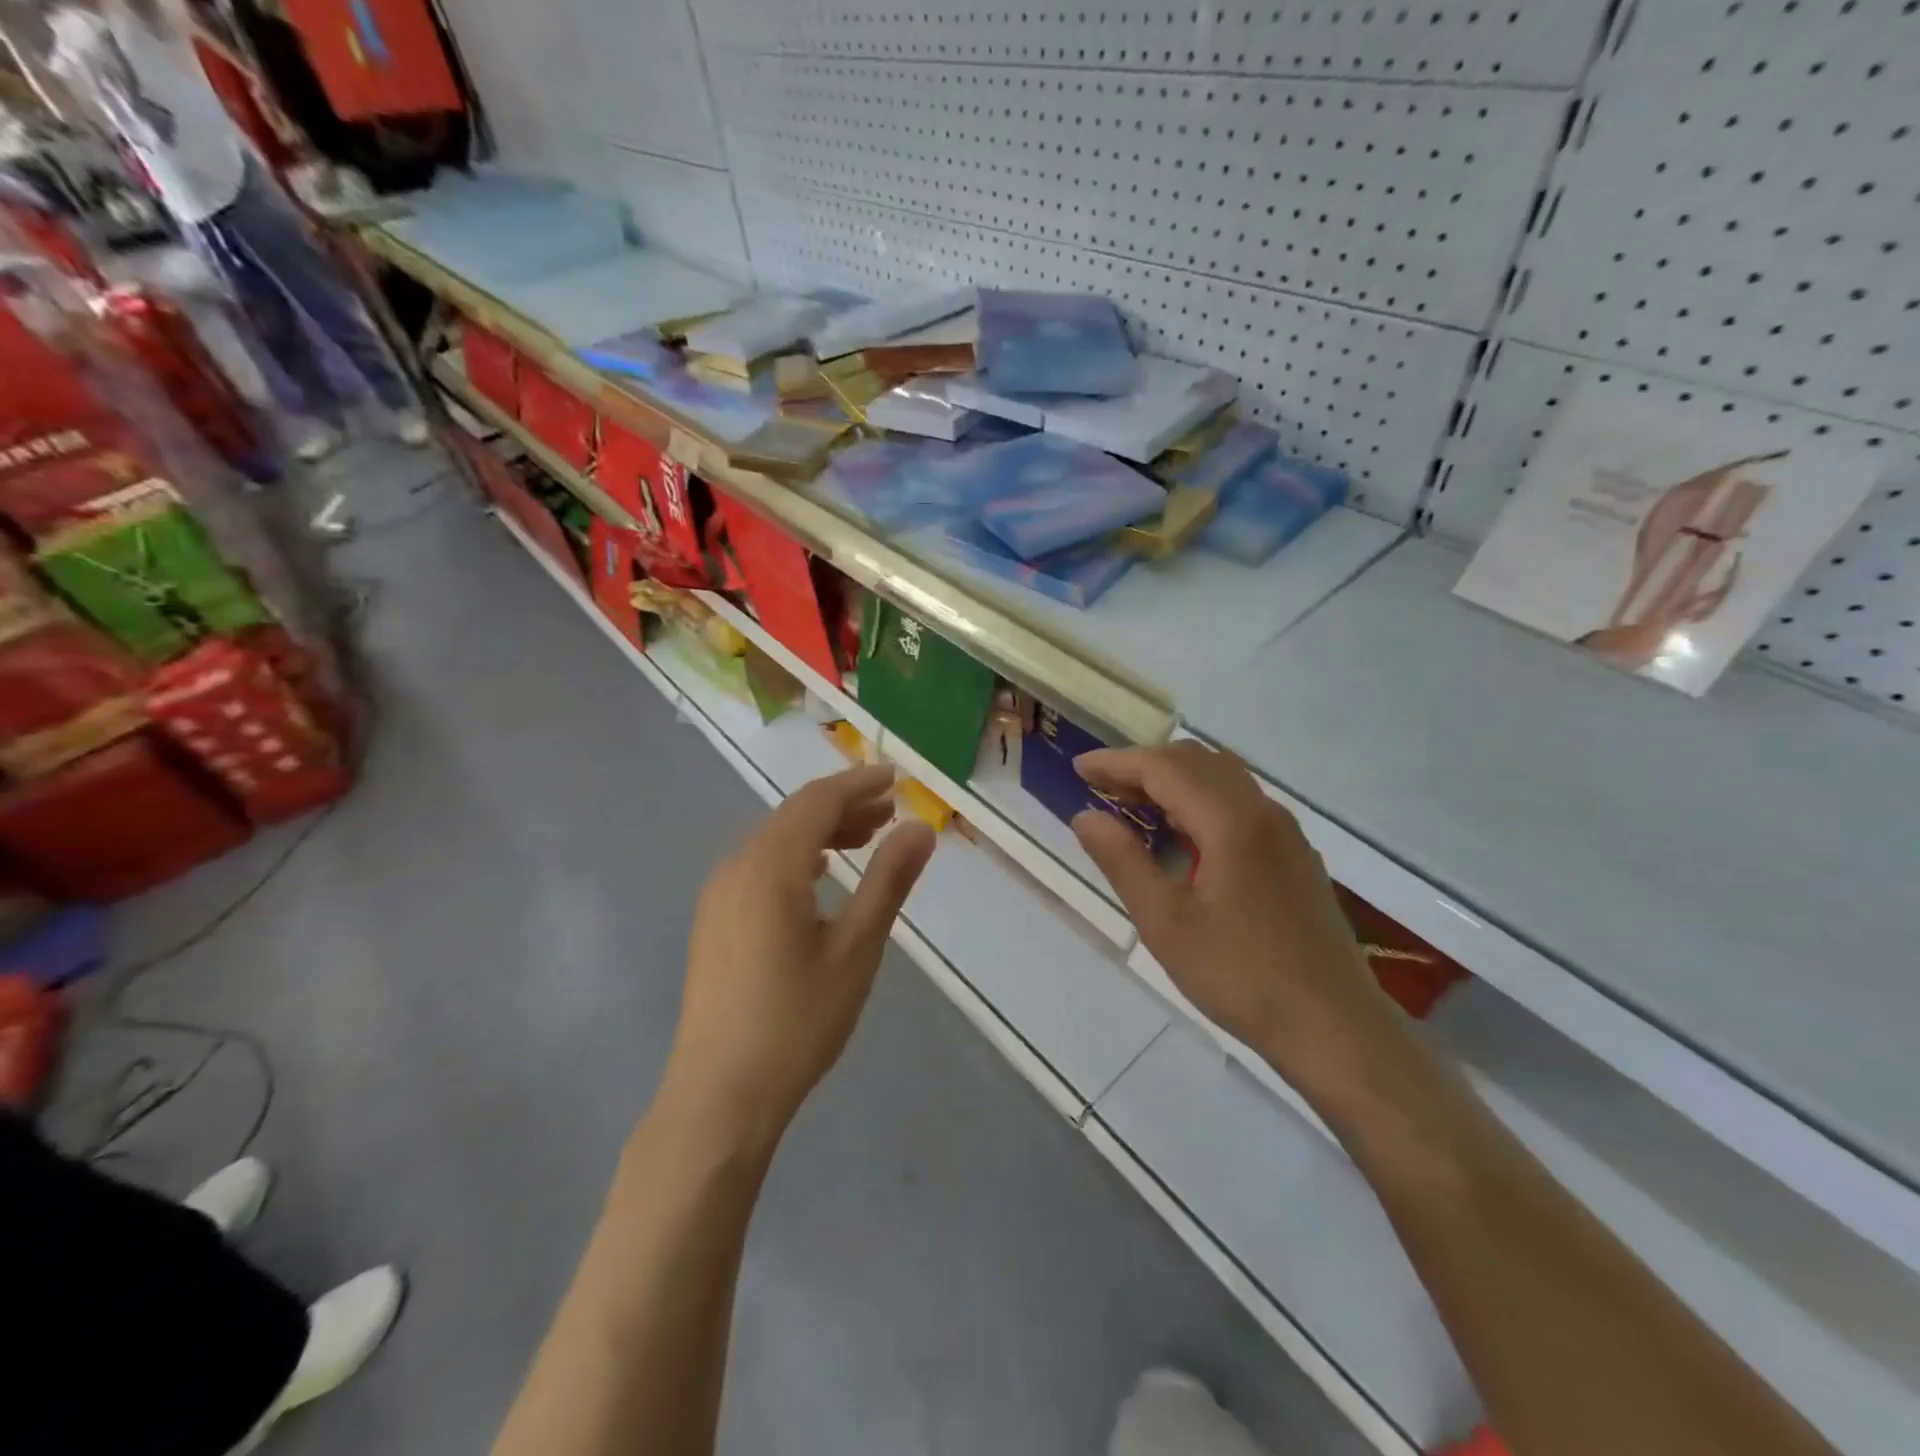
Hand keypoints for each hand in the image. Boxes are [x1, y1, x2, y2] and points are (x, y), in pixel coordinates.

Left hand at [664, 766, 935, 1153]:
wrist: (719, 1096)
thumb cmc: (797, 1021)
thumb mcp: (856, 949)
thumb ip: (888, 881)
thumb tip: (921, 829)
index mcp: (770, 867)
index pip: (818, 801)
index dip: (859, 783)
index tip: (897, 779)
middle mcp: (736, 867)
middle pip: (794, 815)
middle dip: (844, 806)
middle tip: (892, 813)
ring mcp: (719, 895)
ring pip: (776, 841)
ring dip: (822, 832)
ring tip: (867, 840)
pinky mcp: (715, 921)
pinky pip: (760, 866)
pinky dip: (798, 857)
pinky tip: (823, 877)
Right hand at [1071, 742, 1403, 1096]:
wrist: (1335, 1028)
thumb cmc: (1242, 977)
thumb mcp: (1167, 925)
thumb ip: (1123, 862)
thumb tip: (1085, 816)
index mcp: (1231, 822)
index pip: (1164, 768)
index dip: (1116, 763)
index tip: (1078, 769)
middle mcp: (1263, 812)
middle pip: (1196, 761)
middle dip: (1143, 765)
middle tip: (1100, 788)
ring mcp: (1286, 832)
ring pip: (1222, 778)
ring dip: (1173, 779)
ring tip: (1133, 805)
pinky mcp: (1295, 855)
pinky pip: (1241, 802)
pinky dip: (1201, 798)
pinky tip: (1183, 834)